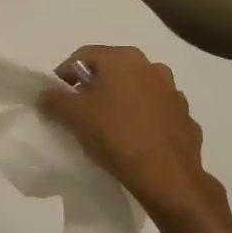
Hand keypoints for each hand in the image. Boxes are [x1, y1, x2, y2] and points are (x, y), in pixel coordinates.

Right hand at [39, 46, 228, 226]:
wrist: (167, 176)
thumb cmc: (116, 136)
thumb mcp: (73, 116)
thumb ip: (53, 99)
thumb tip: (47, 94)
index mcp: (123, 59)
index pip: (83, 56)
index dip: (64, 75)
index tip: (55, 98)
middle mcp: (151, 66)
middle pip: (111, 71)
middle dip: (93, 87)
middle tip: (79, 112)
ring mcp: (173, 92)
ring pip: (136, 90)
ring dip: (120, 102)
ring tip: (107, 127)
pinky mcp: (185, 117)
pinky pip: (155, 112)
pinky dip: (142, 120)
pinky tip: (134, 140)